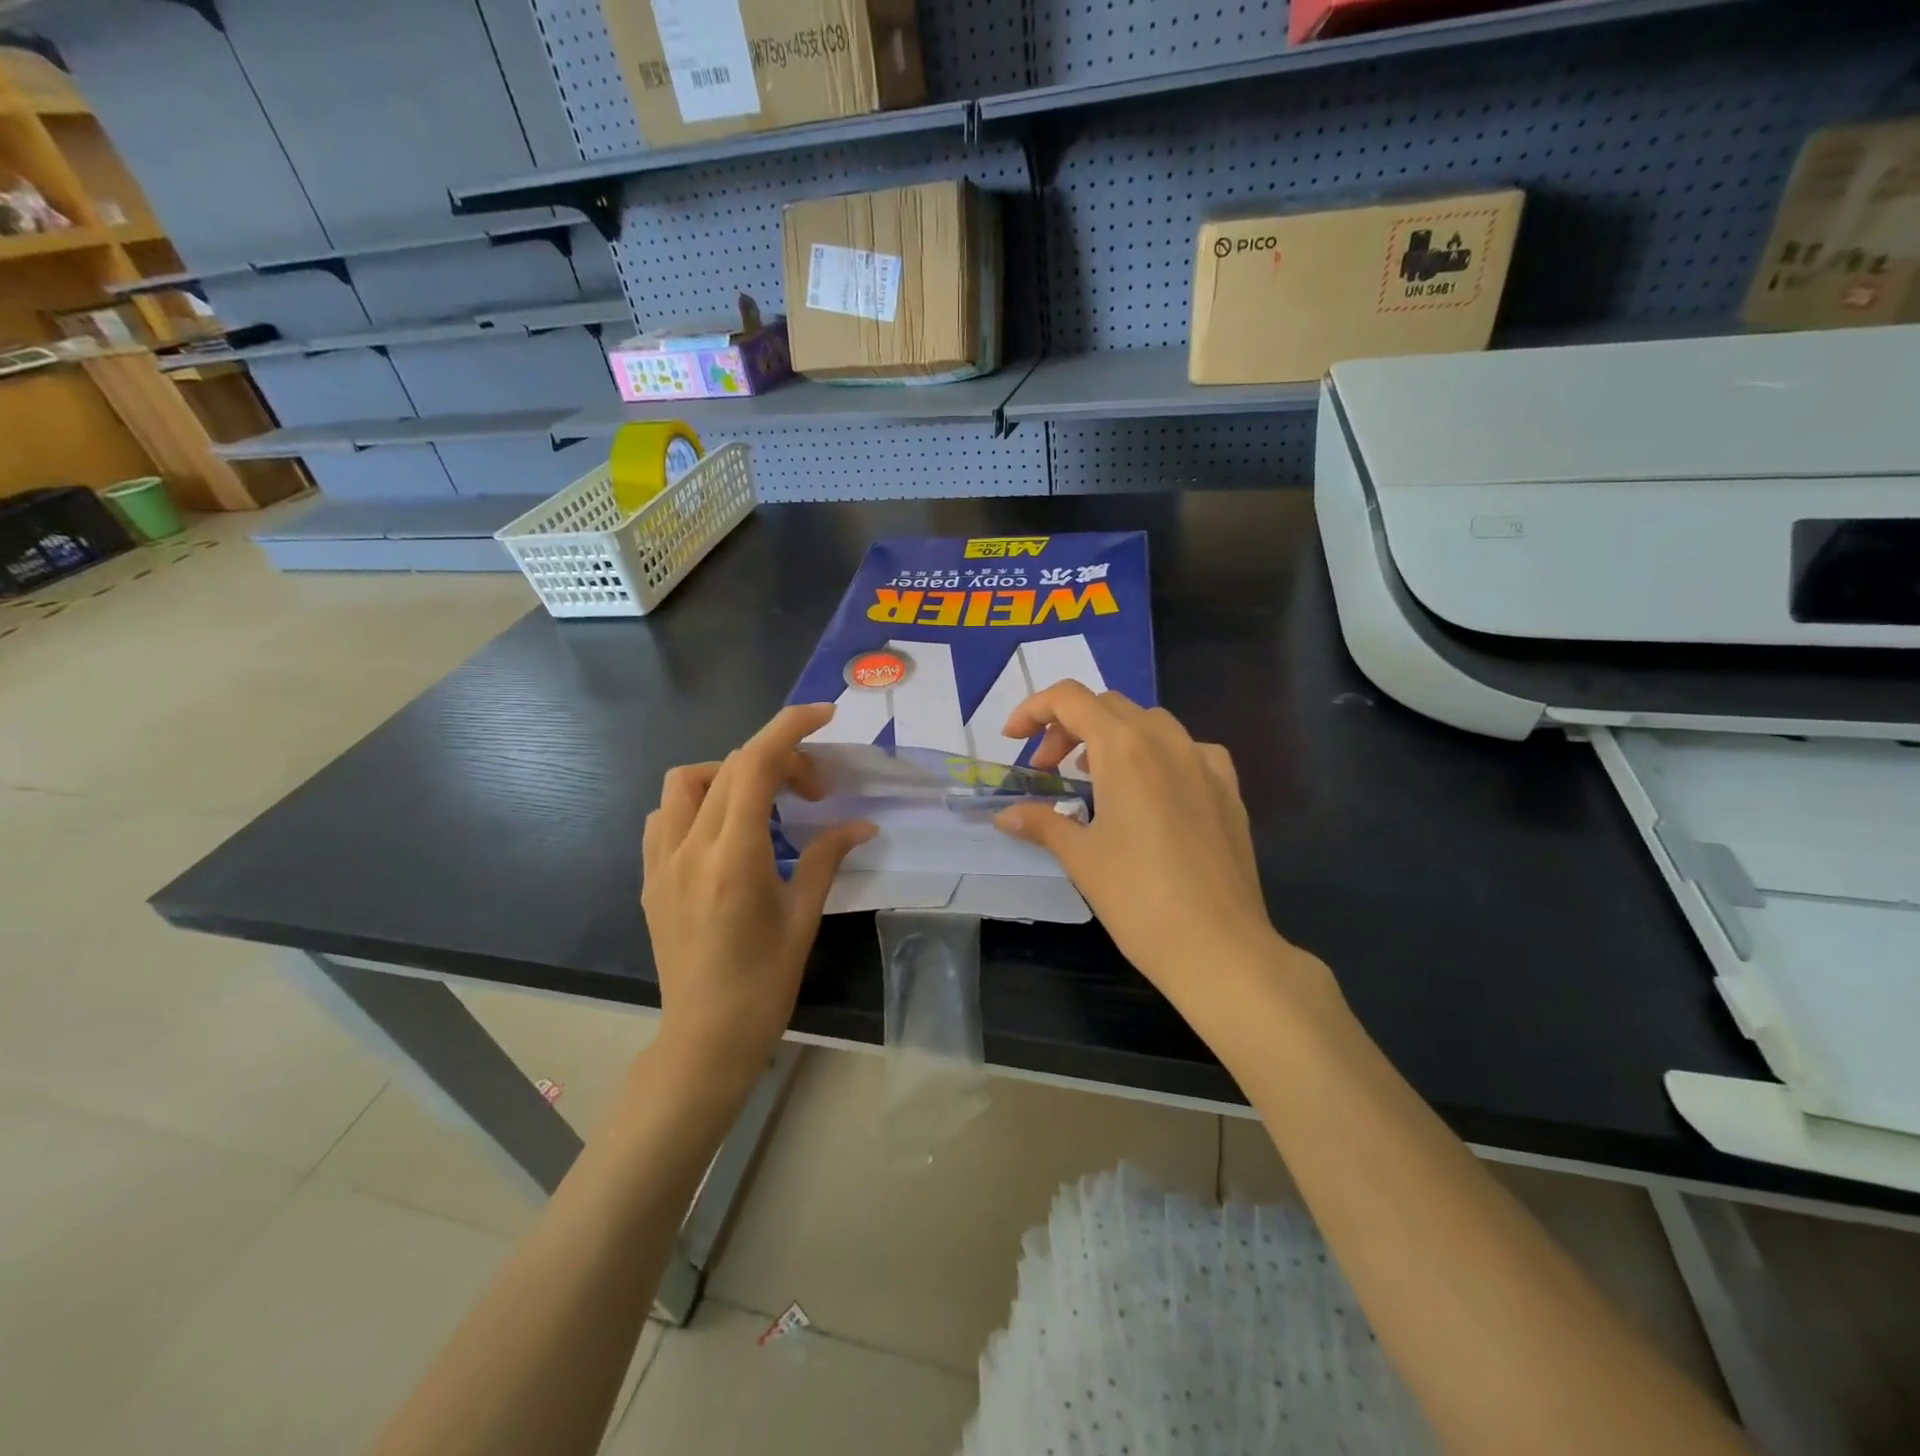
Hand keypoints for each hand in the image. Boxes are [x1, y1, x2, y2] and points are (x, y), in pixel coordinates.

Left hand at [641, 703, 874, 1088]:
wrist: (705, 1038)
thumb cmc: (764, 984)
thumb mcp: (804, 917)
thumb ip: (828, 858)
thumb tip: (861, 824)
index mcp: (734, 856)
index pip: (755, 764)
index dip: (789, 728)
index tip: (822, 716)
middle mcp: (690, 848)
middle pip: (728, 766)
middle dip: (777, 760)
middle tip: (812, 792)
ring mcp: (662, 863)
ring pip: (686, 783)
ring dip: (729, 775)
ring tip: (762, 805)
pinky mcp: (651, 879)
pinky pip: (665, 817)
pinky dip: (697, 803)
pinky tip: (724, 833)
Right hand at [993, 683, 1311, 1016]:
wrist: (1218, 946)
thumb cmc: (1138, 899)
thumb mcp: (1080, 857)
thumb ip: (1042, 823)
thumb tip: (1007, 815)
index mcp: (1124, 748)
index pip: (1070, 699)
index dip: (1034, 710)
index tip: (1013, 740)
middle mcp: (1167, 741)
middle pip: (1108, 706)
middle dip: (1068, 728)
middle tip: (1048, 770)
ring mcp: (1205, 761)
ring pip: (1150, 722)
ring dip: (1112, 736)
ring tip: (1095, 779)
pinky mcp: (1229, 788)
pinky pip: (1188, 749)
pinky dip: (1157, 754)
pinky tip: (1152, 791)